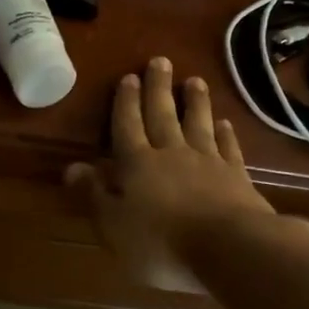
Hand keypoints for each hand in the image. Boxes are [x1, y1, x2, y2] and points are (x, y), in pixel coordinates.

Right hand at [65, 57, 283, 292]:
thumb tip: (72, 167)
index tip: (127, 77)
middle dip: (158, 89)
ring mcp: (208, 162)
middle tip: (160, 61)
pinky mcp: (236, 176)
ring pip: (198, 124)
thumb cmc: (161, 243)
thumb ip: (94, 195)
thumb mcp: (114, 226)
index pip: (127, 126)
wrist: (229, 247)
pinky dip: (225, 134)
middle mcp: (172, 154)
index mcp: (138, 165)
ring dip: (195, 102)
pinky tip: (224, 123)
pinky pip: (228, 147)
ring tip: (194, 80)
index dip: (125, 103)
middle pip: (163, 115)